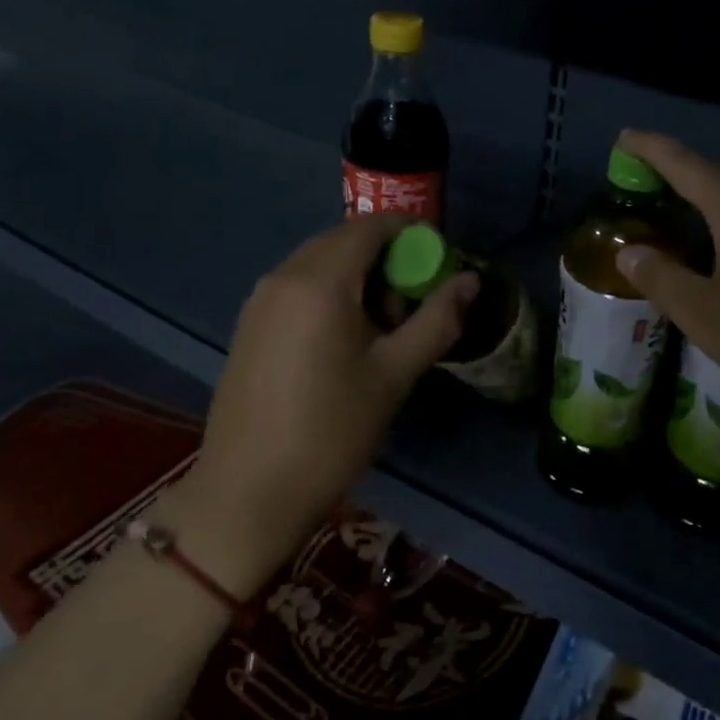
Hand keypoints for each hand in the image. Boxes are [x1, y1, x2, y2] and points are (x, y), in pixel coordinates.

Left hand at [164, 214, 476, 596]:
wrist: (248, 493)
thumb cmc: (331, 431)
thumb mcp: (394, 374)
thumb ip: (437, 320)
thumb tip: (471, 281)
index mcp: (320, 281)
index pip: (371, 226)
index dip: (411, 233)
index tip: (440, 261)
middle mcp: (283, 276)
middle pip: (344, 241)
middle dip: (386, 258)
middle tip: (413, 303)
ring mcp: (259, 300)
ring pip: (320, 264)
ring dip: (358, 277)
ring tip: (382, 329)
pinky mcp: (250, 325)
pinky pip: (298, 287)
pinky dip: (330, 294)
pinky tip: (343, 342)